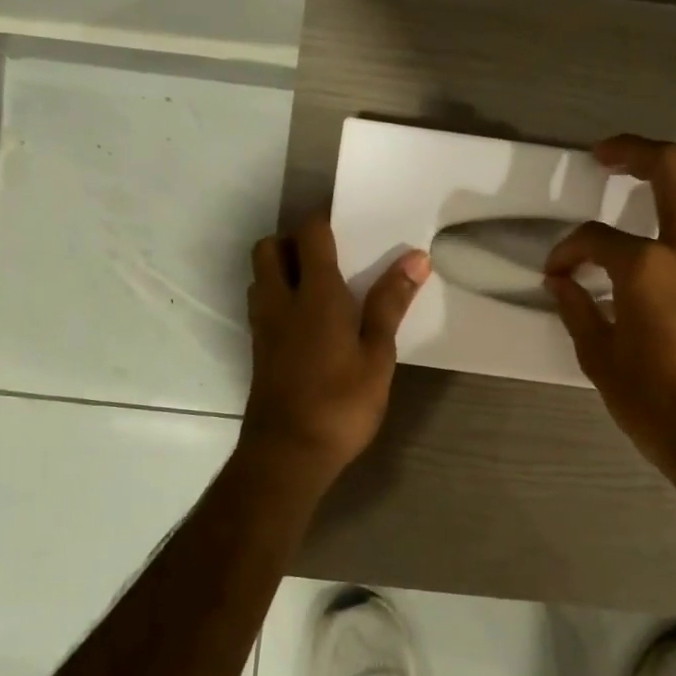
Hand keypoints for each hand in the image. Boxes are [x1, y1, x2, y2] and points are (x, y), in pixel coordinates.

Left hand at [242, 215, 429, 489]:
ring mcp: (263, 325)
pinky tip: (307, 320)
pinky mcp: (258, 349)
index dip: (325, 221)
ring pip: (260, 275)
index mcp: (315, 295)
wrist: (288, 454)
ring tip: (320, 285)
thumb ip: (390, 303)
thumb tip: (416, 258)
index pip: (310, 235)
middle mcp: (280, 300)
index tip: (351, 225)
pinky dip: (278, 294)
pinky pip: (262, 303)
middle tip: (330, 255)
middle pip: (270, 247)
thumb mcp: (378, 355)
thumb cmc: (341, 403)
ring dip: (282, 266)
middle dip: (293, 240)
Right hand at [544, 135, 675, 480]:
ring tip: (651, 180)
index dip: (568, 250)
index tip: (557, 272)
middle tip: (606, 156)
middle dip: (632, 152)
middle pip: (669, 169)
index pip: (595, 239)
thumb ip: (577, 310)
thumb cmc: (656, 406)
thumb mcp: (600, 360)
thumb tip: (561, 282)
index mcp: (646, 270)